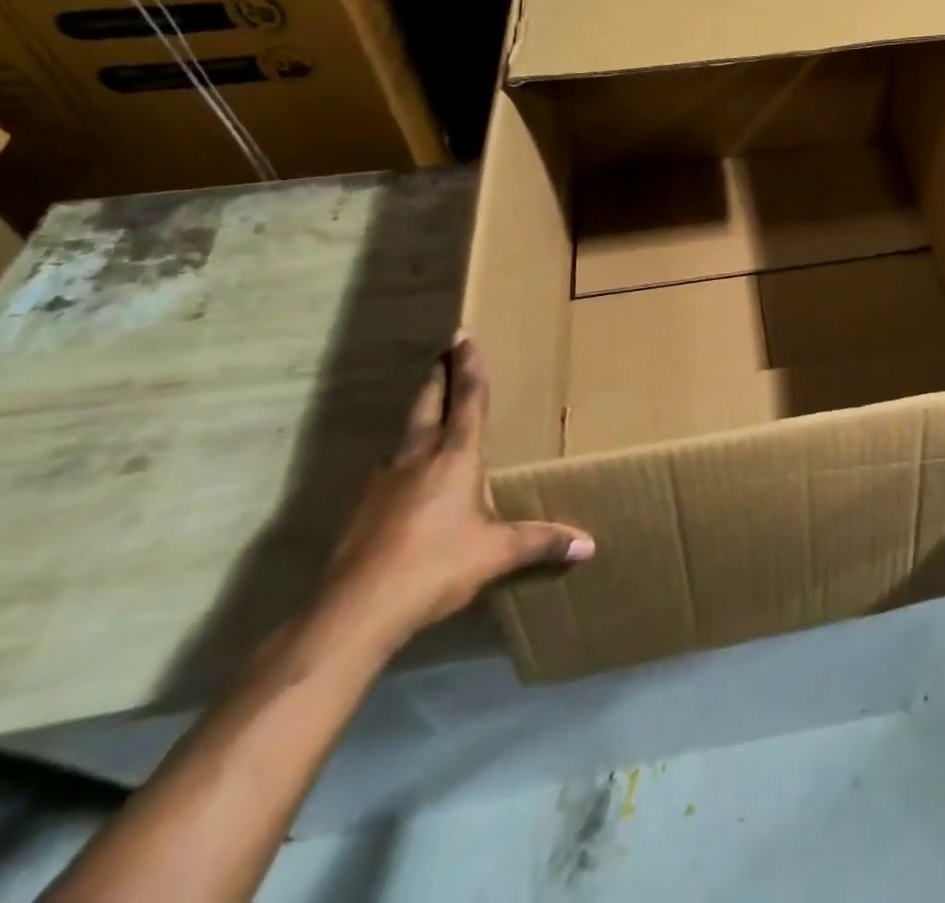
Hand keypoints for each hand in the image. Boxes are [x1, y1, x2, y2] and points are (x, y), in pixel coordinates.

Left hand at [319, 335, 593, 652]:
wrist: (356, 609)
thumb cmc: (436, 566)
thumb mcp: (497, 553)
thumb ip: (542, 543)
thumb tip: (589, 545)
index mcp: (455, 457)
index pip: (468, 400)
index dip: (470, 366)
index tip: (464, 334)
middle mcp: (417, 457)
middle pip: (428, 404)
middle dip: (439, 377)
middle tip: (443, 352)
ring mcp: (384, 481)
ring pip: (405, 435)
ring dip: (419, 416)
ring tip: (429, 412)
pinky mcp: (362, 508)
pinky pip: (389, 469)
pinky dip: (403, 459)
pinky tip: (406, 477)